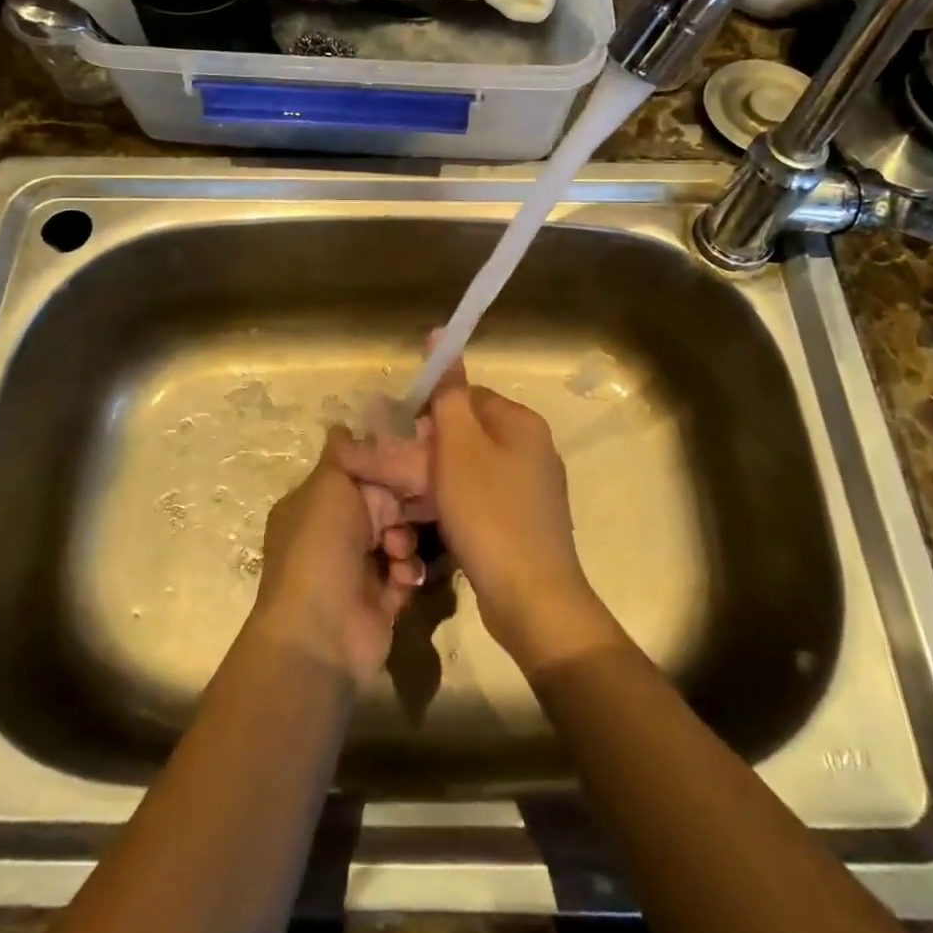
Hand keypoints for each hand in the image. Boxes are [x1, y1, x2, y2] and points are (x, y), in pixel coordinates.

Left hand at [252, 428, 425, 684]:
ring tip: (398, 552)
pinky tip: (403, 578)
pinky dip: (408, 572)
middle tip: (417, 507)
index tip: (415, 459)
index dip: (384, 468)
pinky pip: (406, 572)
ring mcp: (357, 569)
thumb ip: (344, 455)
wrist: (321, 633)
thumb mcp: (328, 486)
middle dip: (401, 507)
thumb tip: (341, 424)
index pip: (357, 474)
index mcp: (315, 504)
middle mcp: (334, 533)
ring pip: (399, 537)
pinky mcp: (381, 599)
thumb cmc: (321, 547)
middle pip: (383, 505)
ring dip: (405, 541)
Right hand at [339, 355, 619, 672]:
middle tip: (401, 480)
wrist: (532, 600)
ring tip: (410, 509)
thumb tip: (440, 333)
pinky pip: (481, 501)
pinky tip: (435, 528)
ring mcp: (531, 490)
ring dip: (437, 484)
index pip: (467, 397)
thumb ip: (448, 393)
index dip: (430, 415)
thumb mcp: (459, 447)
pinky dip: (456, 508)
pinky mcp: (523, 524)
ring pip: (470, 471)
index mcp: (521, 423)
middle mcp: (532, 449)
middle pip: (467, 435)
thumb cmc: (490, 514)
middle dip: (430, 454)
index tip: (403, 443)